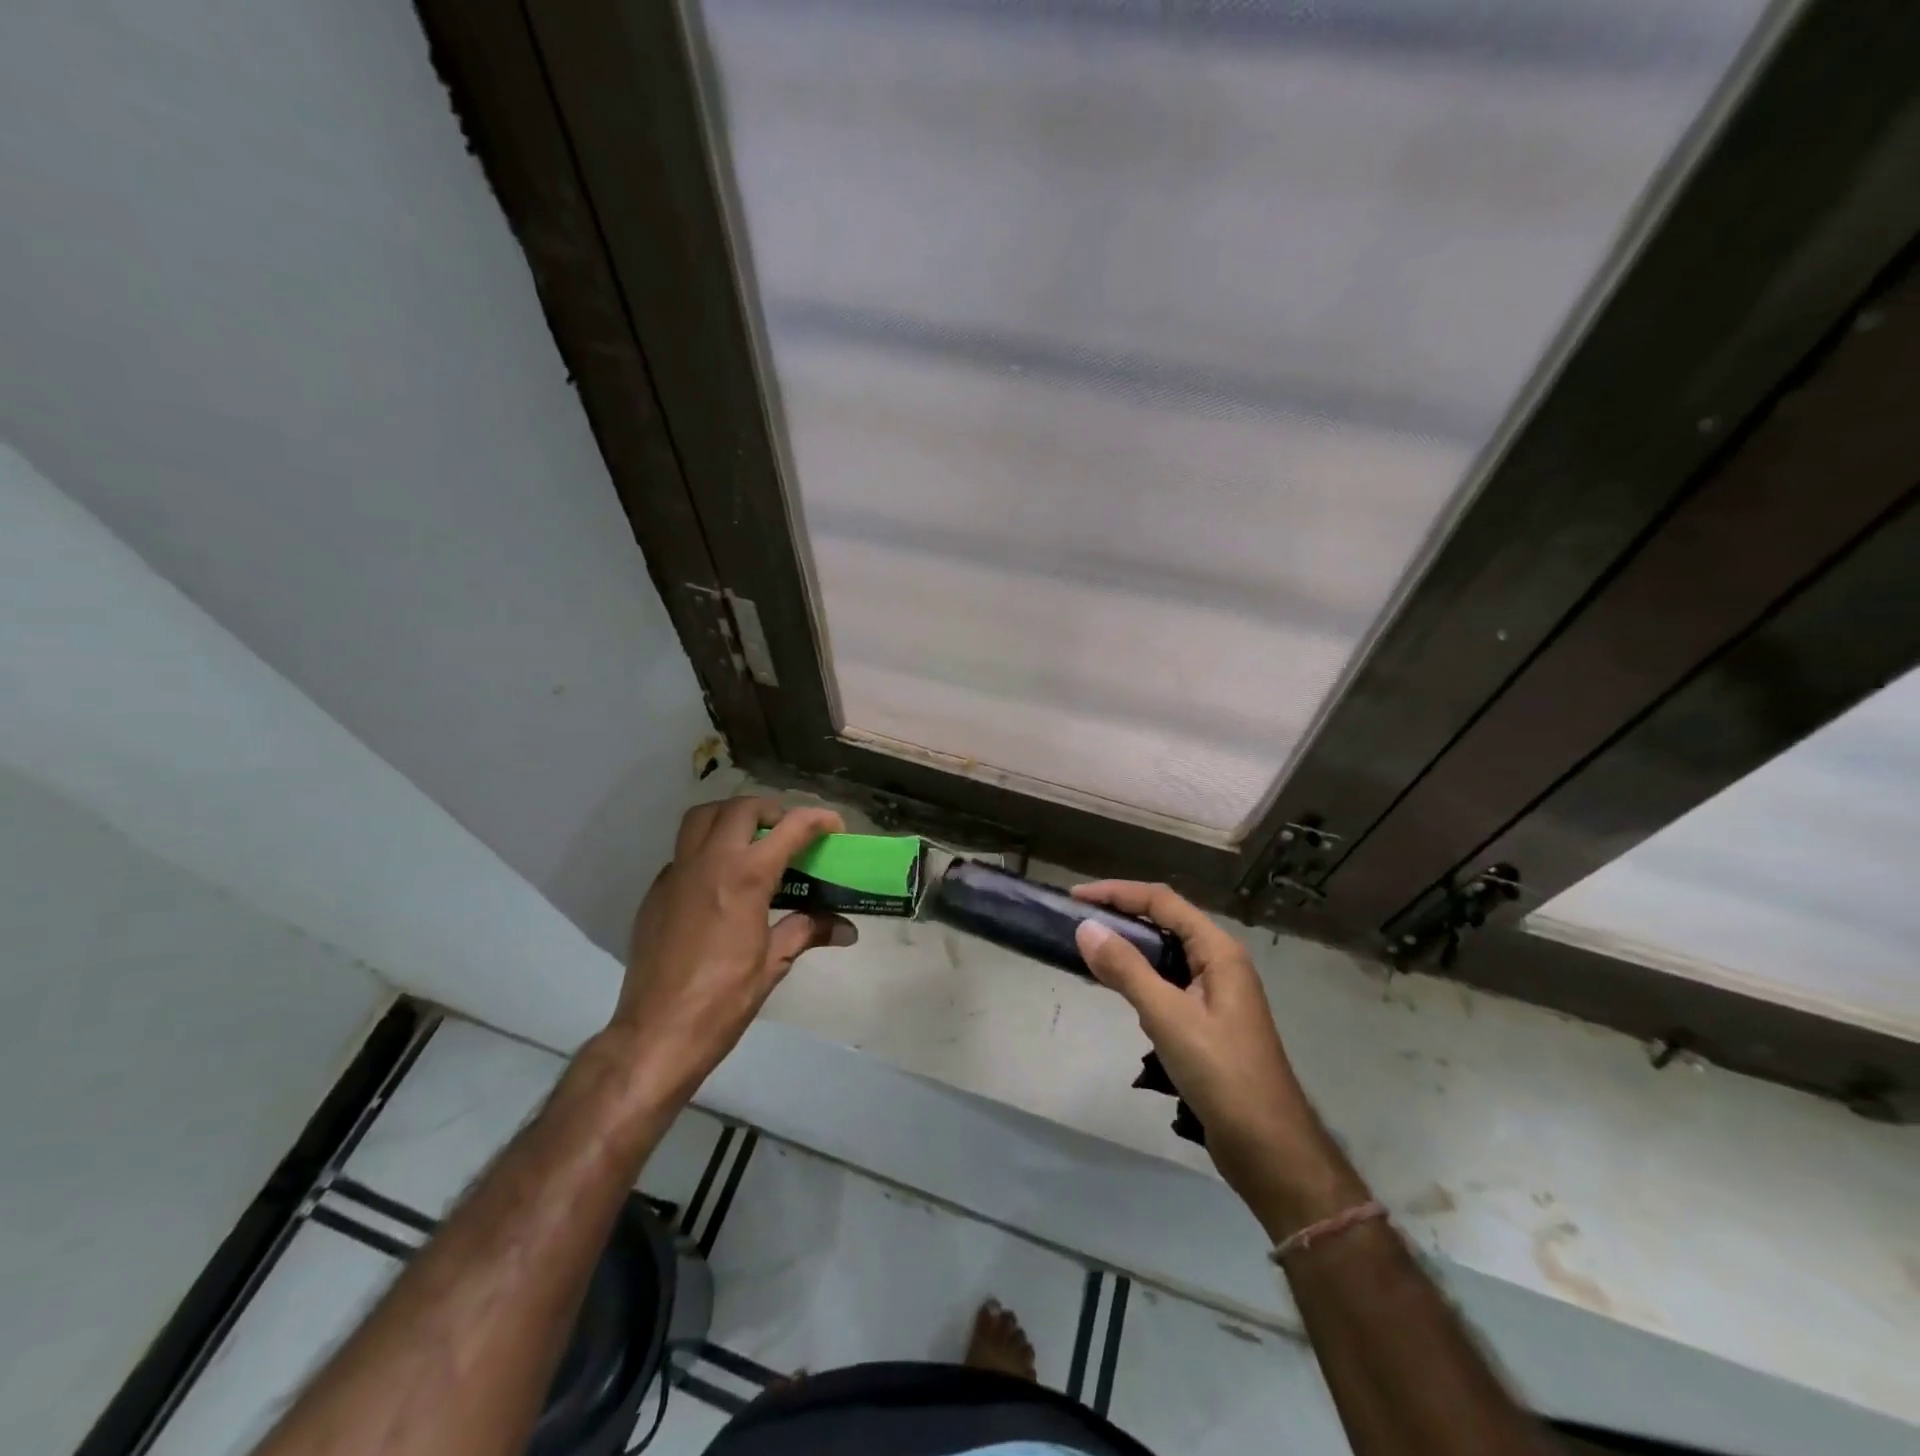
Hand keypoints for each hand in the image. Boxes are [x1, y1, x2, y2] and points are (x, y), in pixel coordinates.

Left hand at [612, 797, 854, 1101]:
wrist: (657, 1033)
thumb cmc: (723, 1001)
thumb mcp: (773, 964)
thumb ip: (806, 931)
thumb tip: (845, 929)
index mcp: (745, 877)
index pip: (789, 828)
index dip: (817, 820)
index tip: (834, 826)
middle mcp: (709, 862)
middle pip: (741, 808)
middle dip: (771, 811)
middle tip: (788, 833)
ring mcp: (676, 874)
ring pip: (702, 818)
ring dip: (731, 817)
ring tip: (750, 841)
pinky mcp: (655, 892)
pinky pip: (683, 851)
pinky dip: (706, 849)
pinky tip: (719, 882)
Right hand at [1072, 881, 1363, 1236]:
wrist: (1269, 1147)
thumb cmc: (1222, 1073)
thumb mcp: (1168, 1016)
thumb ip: (1127, 969)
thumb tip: (1087, 927)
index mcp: (1218, 951)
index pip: (1162, 902)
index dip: (1117, 893)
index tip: (1076, 897)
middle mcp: (1220, 963)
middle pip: (1165, 922)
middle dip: (1121, 915)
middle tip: (1077, 921)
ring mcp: (1216, 993)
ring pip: (1165, 954)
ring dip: (1129, 947)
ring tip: (1088, 949)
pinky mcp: (1208, 1021)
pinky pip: (1167, 983)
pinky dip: (1139, 977)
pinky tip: (1117, 991)